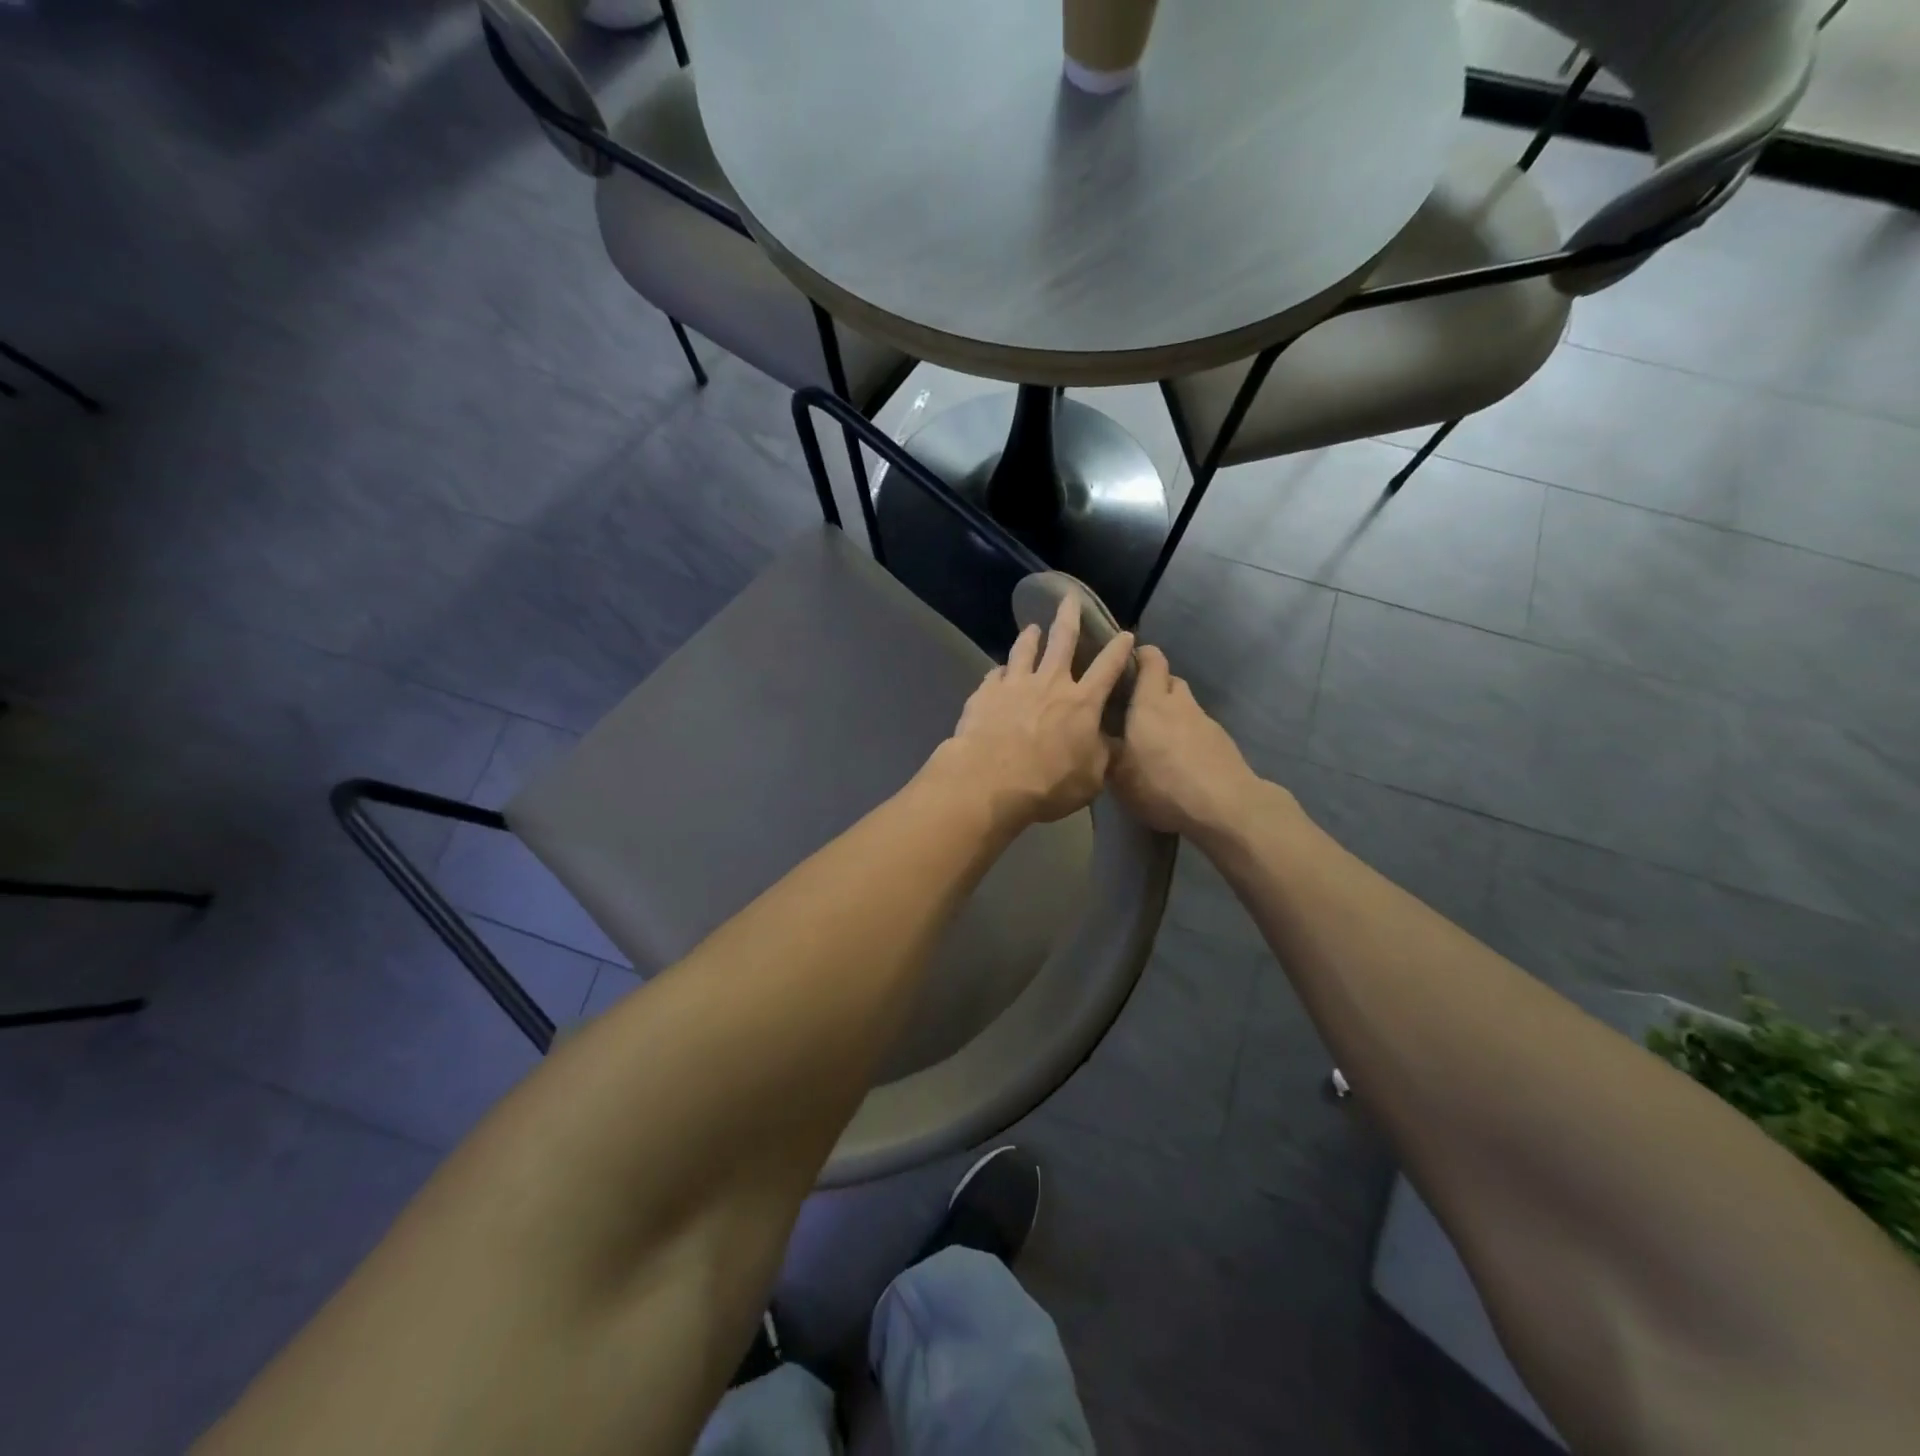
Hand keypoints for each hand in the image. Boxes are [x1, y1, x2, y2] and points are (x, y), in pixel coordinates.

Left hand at [933, 594, 1135, 825]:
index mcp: (1082, 702)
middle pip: (1063, 640)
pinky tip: (999, 671)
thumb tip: (1111, 743)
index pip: (1108, 667)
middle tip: (1070, 598)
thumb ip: (1102, 755)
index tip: (1126, 633)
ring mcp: (1014, 684)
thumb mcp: (1091, 778)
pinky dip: (1000, 671)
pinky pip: (995, 674)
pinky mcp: (985, 693)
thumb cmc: (1048, 784)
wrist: (990, 781)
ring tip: (1031, 628)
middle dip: (1069, 616)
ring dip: (1030, 637)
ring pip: (1024, 650)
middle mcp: (1050, 683)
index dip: (1119, 649)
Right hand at [1109, 646, 1262, 838]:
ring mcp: (1206, 722)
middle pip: (1170, 681)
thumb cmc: (1161, 783)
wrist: (1224, 805)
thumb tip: (1097, 737)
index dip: (1140, 655)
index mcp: (1151, 702)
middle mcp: (1180, 703)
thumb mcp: (1119, 775)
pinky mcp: (1223, 742)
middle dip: (1154, 688)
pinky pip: (1198, 730)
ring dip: (1172, 715)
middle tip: (1135, 708)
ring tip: (1156, 740)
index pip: (1151, 660)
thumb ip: (1107, 750)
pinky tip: (1179, 761)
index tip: (1126, 663)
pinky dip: (1187, 737)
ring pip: (1185, 707)